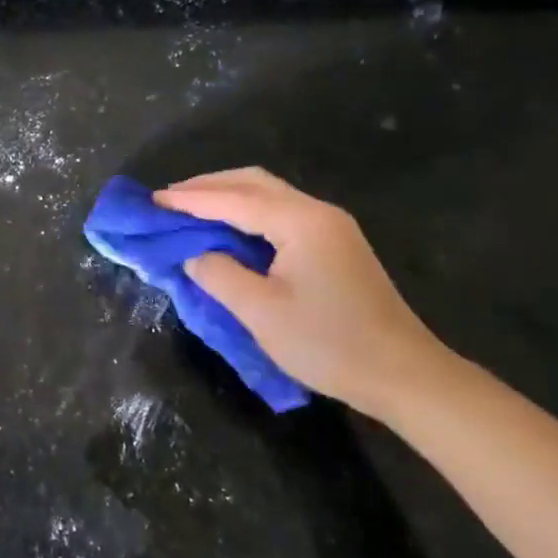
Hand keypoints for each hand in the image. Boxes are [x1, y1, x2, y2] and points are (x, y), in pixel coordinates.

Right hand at [156, 167, 456, 420]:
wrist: (404, 375)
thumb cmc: (329, 344)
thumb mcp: (262, 313)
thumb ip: (220, 275)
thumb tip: (195, 255)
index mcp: (300, 221)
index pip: (234, 199)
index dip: (191, 200)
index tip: (154, 200)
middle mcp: (317, 212)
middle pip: (254, 182)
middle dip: (209, 186)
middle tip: (170, 199)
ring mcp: (331, 226)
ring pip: (269, 194)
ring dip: (228, 196)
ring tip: (192, 209)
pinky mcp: (335, 245)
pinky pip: (281, 213)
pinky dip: (248, 212)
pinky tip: (230, 228)